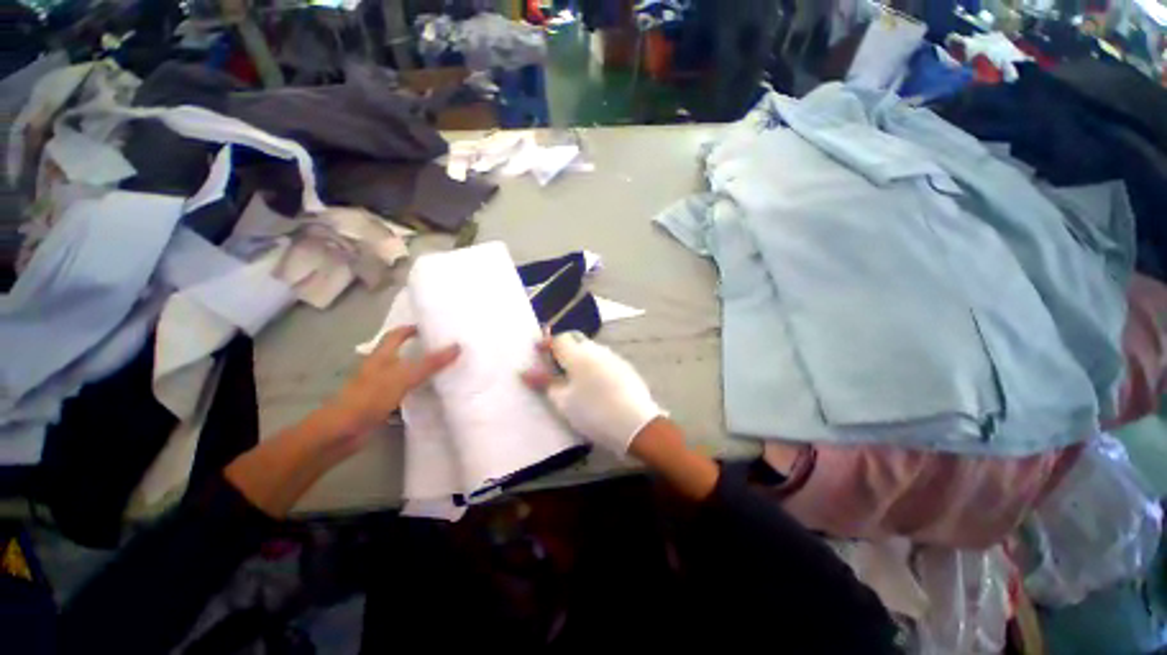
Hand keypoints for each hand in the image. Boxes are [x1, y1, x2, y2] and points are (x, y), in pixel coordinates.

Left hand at [324, 325, 460, 438]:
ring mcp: (376, 387)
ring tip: (438, 371)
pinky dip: (412, 390)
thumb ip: (431, 363)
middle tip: (439, 349)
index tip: (428, 328)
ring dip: (415, 370)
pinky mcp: (378, 403)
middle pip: (397, 353)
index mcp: (380, 356)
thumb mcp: (404, 377)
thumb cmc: (371, 397)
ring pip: (399, 373)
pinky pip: (400, 391)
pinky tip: (424, 395)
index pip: (395, 335)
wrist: (342, 431)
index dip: (409, 329)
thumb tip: (457, 346)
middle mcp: (377, 368)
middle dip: (416, 349)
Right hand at [522, 332, 663, 453]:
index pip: (558, 339)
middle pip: (575, 341)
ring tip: (573, 377)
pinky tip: (594, 384)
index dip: (546, 343)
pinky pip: (603, 360)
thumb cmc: (593, 411)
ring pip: (590, 350)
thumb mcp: (563, 401)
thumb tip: (526, 372)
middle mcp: (596, 350)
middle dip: (563, 349)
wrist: (635, 423)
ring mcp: (613, 357)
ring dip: (578, 357)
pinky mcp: (624, 368)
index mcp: (578, 355)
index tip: (537, 351)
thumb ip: (545, 383)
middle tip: (554, 366)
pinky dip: (593, 365)